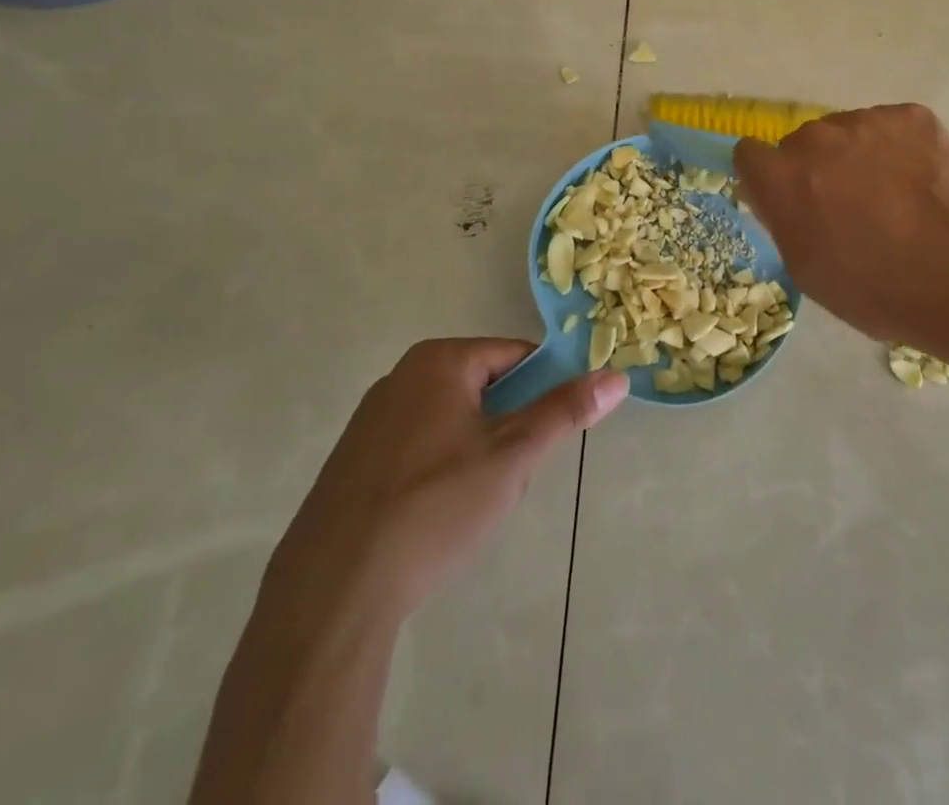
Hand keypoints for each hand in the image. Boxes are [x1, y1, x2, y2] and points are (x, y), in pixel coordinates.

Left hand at [263, 338, 627, 621]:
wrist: (331, 593)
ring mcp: (369, 421)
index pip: (515, 356)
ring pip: (451, 421)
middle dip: (506, 427)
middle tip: (511, 475)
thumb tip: (617, 376)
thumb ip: (565, 411)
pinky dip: (438, 472)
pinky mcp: (351, 464)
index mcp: (439, 361)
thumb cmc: (434, 506)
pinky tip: (434, 518)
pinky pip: (416, 449)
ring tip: (472, 503)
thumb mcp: (513, 456)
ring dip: (475, 452)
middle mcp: (400, 377)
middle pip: (482, 387)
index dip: (542, 391)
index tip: (547, 436)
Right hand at [733, 104, 948, 354]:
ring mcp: (869, 120)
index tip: (789, 200)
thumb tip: (777, 192)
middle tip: (849, 207)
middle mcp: (818, 137)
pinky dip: (898, 148)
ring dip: (857, 155)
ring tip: (894, 197)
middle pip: (802, 142)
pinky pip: (889, 126)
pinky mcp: (913, 115)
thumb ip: (781, 218)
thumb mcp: (806, 269)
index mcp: (784, 177)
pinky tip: (920, 183)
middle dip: (816, 168)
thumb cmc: (877, 290)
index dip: (766, 177)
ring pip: (847, 131)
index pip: (749, 153)